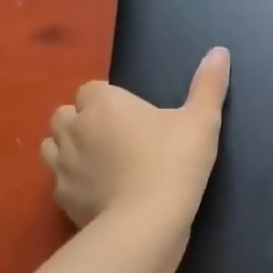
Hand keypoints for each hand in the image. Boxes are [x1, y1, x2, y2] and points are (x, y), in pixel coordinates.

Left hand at [40, 48, 230, 227]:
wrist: (147, 221)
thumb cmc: (174, 161)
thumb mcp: (202, 120)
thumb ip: (209, 84)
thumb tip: (219, 51)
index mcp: (104, 104)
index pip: (93, 89)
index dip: (110, 99)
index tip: (135, 115)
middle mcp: (75, 128)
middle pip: (66, 114)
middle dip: (84, 120)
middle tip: (117, 136)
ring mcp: (62, 165)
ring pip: (53, 145)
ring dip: (71, 148)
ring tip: (101, 160)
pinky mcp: (61, 198)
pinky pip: (59, 181)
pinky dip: (74, 181)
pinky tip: (99, 191)